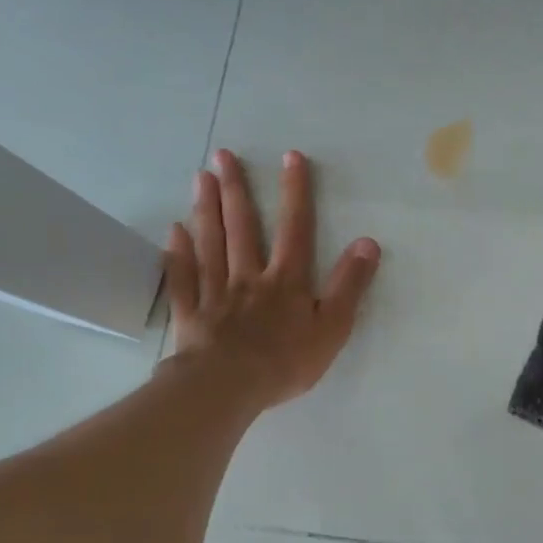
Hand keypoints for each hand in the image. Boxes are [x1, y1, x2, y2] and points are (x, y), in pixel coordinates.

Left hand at [163, 148, 379, 411]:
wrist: (228, 387)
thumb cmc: (285, 361)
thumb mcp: (333, 327)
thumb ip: (349, 285)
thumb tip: (368, 243)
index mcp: (287, 281)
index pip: (295, 228)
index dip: (296, 192)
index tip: (291, 157)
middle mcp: (249, 277)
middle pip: (243, 227)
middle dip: (237, 189)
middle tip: (223, 155)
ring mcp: (216, 293)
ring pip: (211, 244)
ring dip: (207, 209)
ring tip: (202, 177)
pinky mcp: (192, 313)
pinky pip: (183, 278)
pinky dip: (178, 253)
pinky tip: (174, 231)